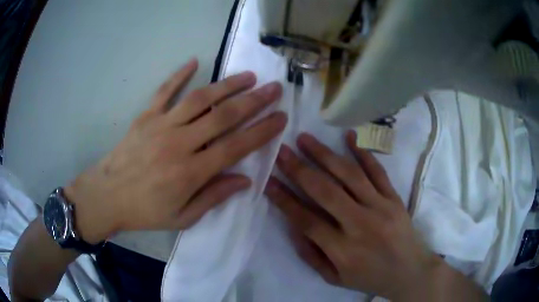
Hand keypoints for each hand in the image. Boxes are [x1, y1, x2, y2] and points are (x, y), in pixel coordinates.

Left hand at [66, 59, 286, 243]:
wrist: (106, 197)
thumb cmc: (145, 212)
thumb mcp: (183, 217)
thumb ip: (214, 197)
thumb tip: (244, 180)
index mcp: (191, 173)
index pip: (236, 146)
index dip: (262, 131)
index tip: (281, 118)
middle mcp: (179, 144)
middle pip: (223, 116)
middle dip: (254, 101)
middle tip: (274, 88)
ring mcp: (161, 126)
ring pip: (200, 99)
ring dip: (227, 85)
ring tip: (248, 76)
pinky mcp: (145, 117)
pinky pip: (164, 91)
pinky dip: (179, 75)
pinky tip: (194, 61)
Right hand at [264, 131, 442, 299]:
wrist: (410, 271)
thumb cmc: (370, 277)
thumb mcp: (335, 278)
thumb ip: (311, 255)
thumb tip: (293, 225)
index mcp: (343, 250)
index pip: (306, 219)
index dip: (284, 199)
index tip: (267, 180)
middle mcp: (361, 225)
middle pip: (326, 191)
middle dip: (299, 169)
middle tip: (281, 150)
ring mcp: (381, 207)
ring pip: (350, 175)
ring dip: (325, 154)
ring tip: (305, 139)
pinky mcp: (394, 198)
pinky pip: (378, 171)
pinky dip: (363, 153)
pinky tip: (349, 136)